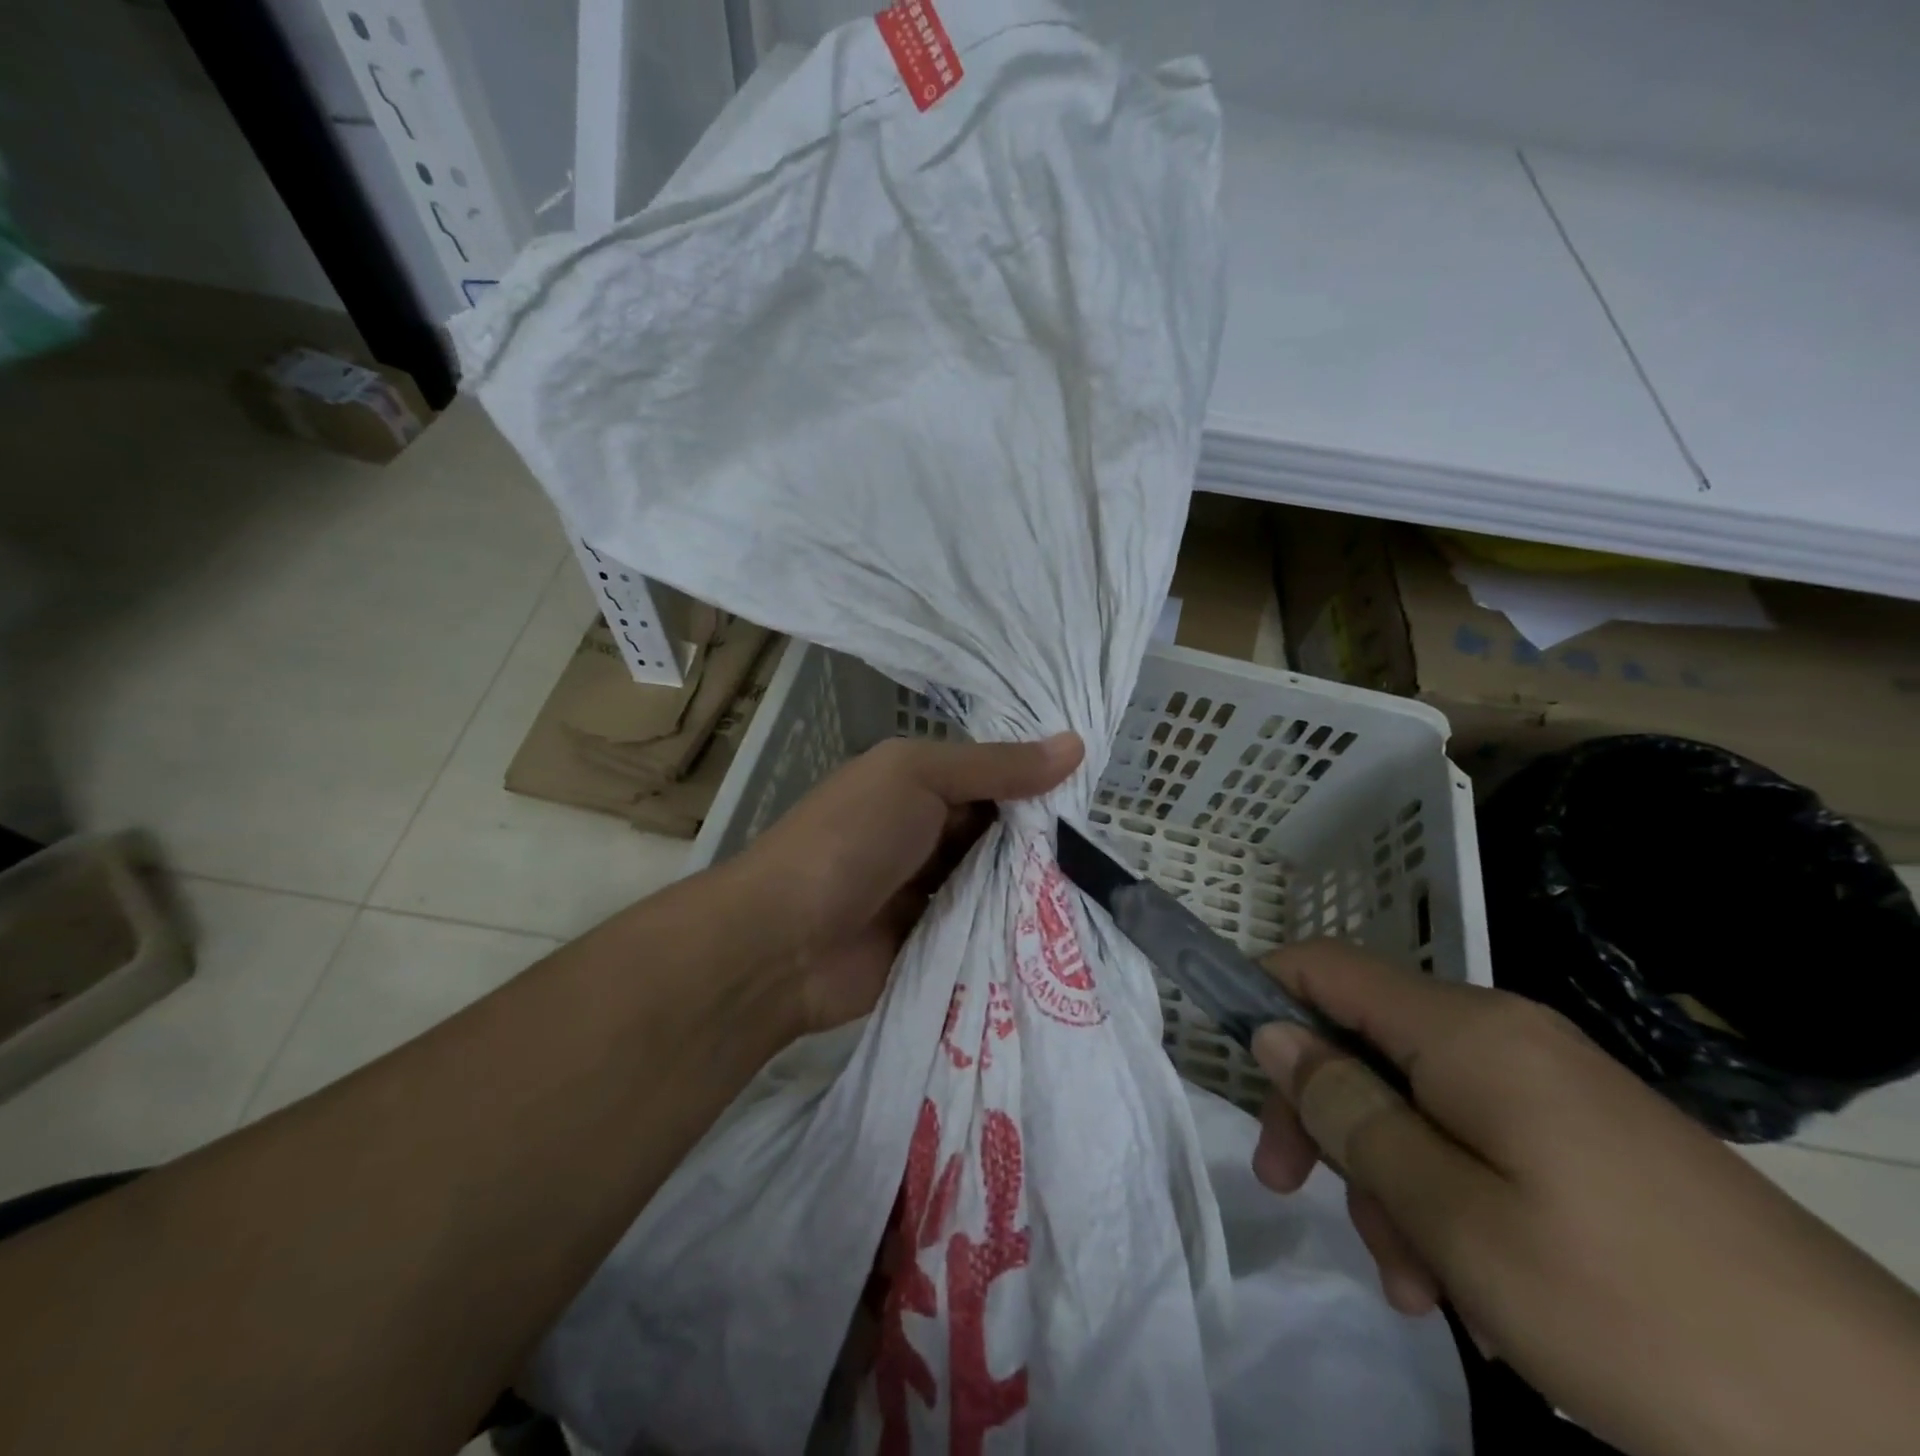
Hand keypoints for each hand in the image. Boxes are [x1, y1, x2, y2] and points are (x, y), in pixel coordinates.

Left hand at [730, 733, 1082, 1035]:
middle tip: (1109, 849)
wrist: (785, 942)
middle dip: (1044, 840)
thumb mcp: (918, 778)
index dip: (1039, 783)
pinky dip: (1014, 928)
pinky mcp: (935, 942)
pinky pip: (984, 928)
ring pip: (996, 882)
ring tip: (1104, 891)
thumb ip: (994, 766)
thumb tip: (1075, 744)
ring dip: (1034, 886)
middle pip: (999, 832)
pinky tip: (1068, 932)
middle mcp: (925, 832)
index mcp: (916, 784)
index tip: (1096, 797)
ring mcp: (928, 890)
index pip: (992, 776)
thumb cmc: (850, 839)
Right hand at [1248, 940, 1919, 1455]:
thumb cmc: (1632, 1309)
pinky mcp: (1587, 1140)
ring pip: (1417, 1101)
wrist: (1886, 1436)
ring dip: (1388, 1177)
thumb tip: (1273, 1032)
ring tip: (1414, 1282)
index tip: (1232, 1060)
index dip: (1265, 991)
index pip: (1327, 967)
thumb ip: (1349, 1113)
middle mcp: (1503, 1035)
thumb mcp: (1454, 1216)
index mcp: (1466, 1031)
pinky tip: (1469, 1286)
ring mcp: (1551, 1087)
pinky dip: (1446, 1196)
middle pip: (1364, 1041)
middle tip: (1294, 1191)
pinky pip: (1476, 1139)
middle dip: (1323, 1113)